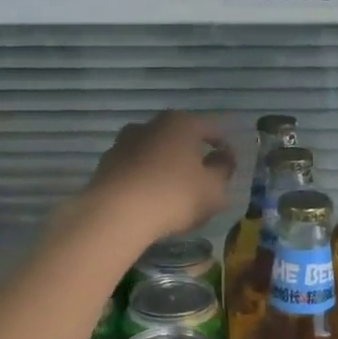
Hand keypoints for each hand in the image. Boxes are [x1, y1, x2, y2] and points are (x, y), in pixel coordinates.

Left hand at [83, 112, 236, 241]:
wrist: (115, 214)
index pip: (212, 129)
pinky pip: (135, 167)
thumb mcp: (213, 189)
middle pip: (180, 136)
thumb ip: (223, 170)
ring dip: (166, 165)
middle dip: (192, 154)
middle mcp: (151, 124)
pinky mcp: (106, 163)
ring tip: (174, 190)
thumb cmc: (174, 196)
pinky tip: (150, 198)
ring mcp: (124, 142)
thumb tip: (224, 157)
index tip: (230, 166)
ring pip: (155, 151)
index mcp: (182, 123)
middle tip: (203, 178)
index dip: (225, 147)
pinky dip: (145, 177)